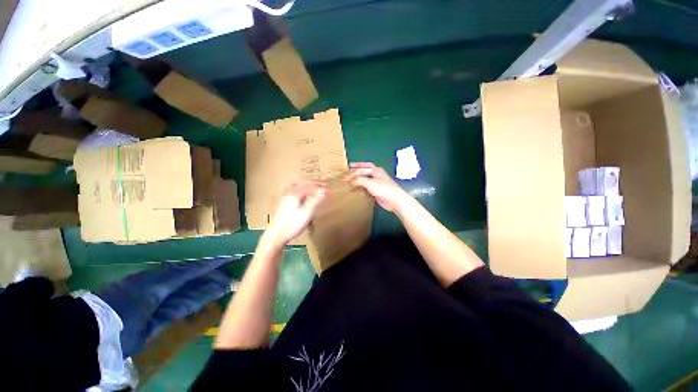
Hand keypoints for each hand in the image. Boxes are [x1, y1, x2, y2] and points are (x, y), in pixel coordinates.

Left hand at [264, 183, 327, 247]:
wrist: (276, 236)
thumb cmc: (292, 224)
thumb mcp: (307, 213)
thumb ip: (315, 201)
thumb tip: (323, 190)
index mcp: (294, 195)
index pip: (308, 186)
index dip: (318, 187)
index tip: (326, 189)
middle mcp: (288, 195)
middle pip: (300, 186)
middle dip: (311, 187)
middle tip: (319, 189)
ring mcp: (283, 201)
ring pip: (295, 191)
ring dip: (304, 190)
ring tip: (311, 193)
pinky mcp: (281, 207)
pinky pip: (292, 196)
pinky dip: (299, 195)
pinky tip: (301, 201)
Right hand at [344, 162, 411, 213]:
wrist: (395, 200)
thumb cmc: (384, 188)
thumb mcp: (369, 183)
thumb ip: (358, 180)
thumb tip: (349, 180)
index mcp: (376, 170)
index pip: (361, 169)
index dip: (352, 173)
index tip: (344, 177)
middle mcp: (377, 175)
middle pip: (365, 169)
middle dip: (358, 168)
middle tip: (349, 167)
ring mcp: (377, 183)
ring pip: (366, 178)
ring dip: (359, 178)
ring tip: (351, 179)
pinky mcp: (377, 191)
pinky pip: (367, 187)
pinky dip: (362, 187)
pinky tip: (357, 189)